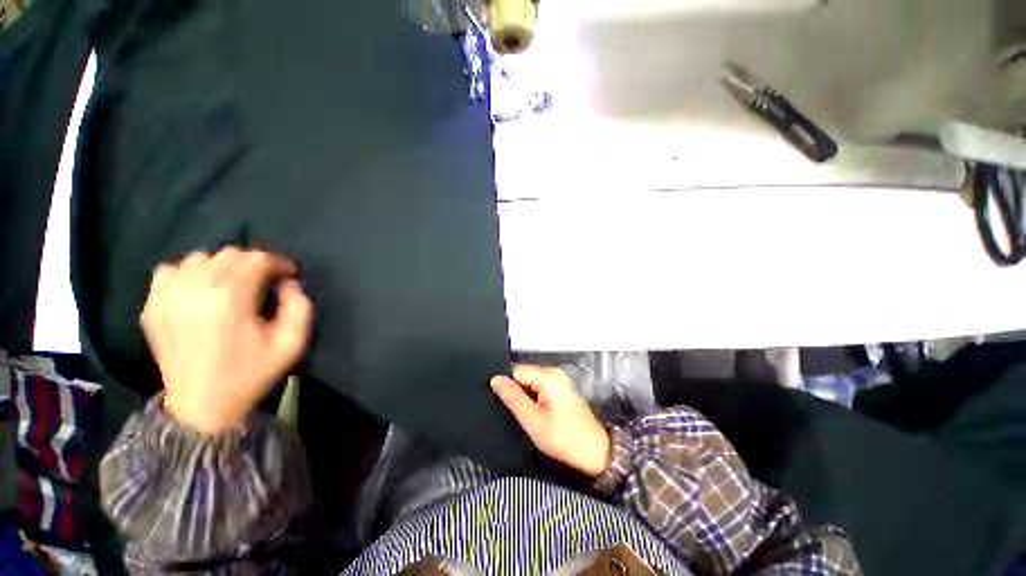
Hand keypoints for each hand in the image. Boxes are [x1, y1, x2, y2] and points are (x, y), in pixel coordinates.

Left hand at [140, 248, 312, 434]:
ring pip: (200, 258)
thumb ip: (300, 306)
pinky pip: (170, 270)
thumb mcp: (292, 343)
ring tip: (235, 284)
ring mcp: (167, 297)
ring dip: (223, 266)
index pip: (257, 260)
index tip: (290, 273)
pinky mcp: (152, 306)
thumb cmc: (251, 374)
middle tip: (267, 279)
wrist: (201, 406)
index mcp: (230, 300)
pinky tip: (200, 289)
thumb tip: (288, 283)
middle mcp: (194, 290)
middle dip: (254, 262)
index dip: (279, 262)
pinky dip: (189, 273)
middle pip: (229, 254)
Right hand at [491, 364, 610, 476]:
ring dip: (524, 396)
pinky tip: (533, 413)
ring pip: (530, 383)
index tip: (499, 401)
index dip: (506, 384)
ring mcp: (559, 380)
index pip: (515, 370)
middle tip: (512, 411)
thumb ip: (512, 397)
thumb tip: (495, 379)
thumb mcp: (533, 420)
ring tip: (522, 414)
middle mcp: (554, 373)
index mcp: (548, 376)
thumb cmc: (563, 438)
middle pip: (523, 375)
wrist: (595, 453)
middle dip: (515, 391)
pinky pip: (539, 388)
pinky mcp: (560, 390)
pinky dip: (533, 399)